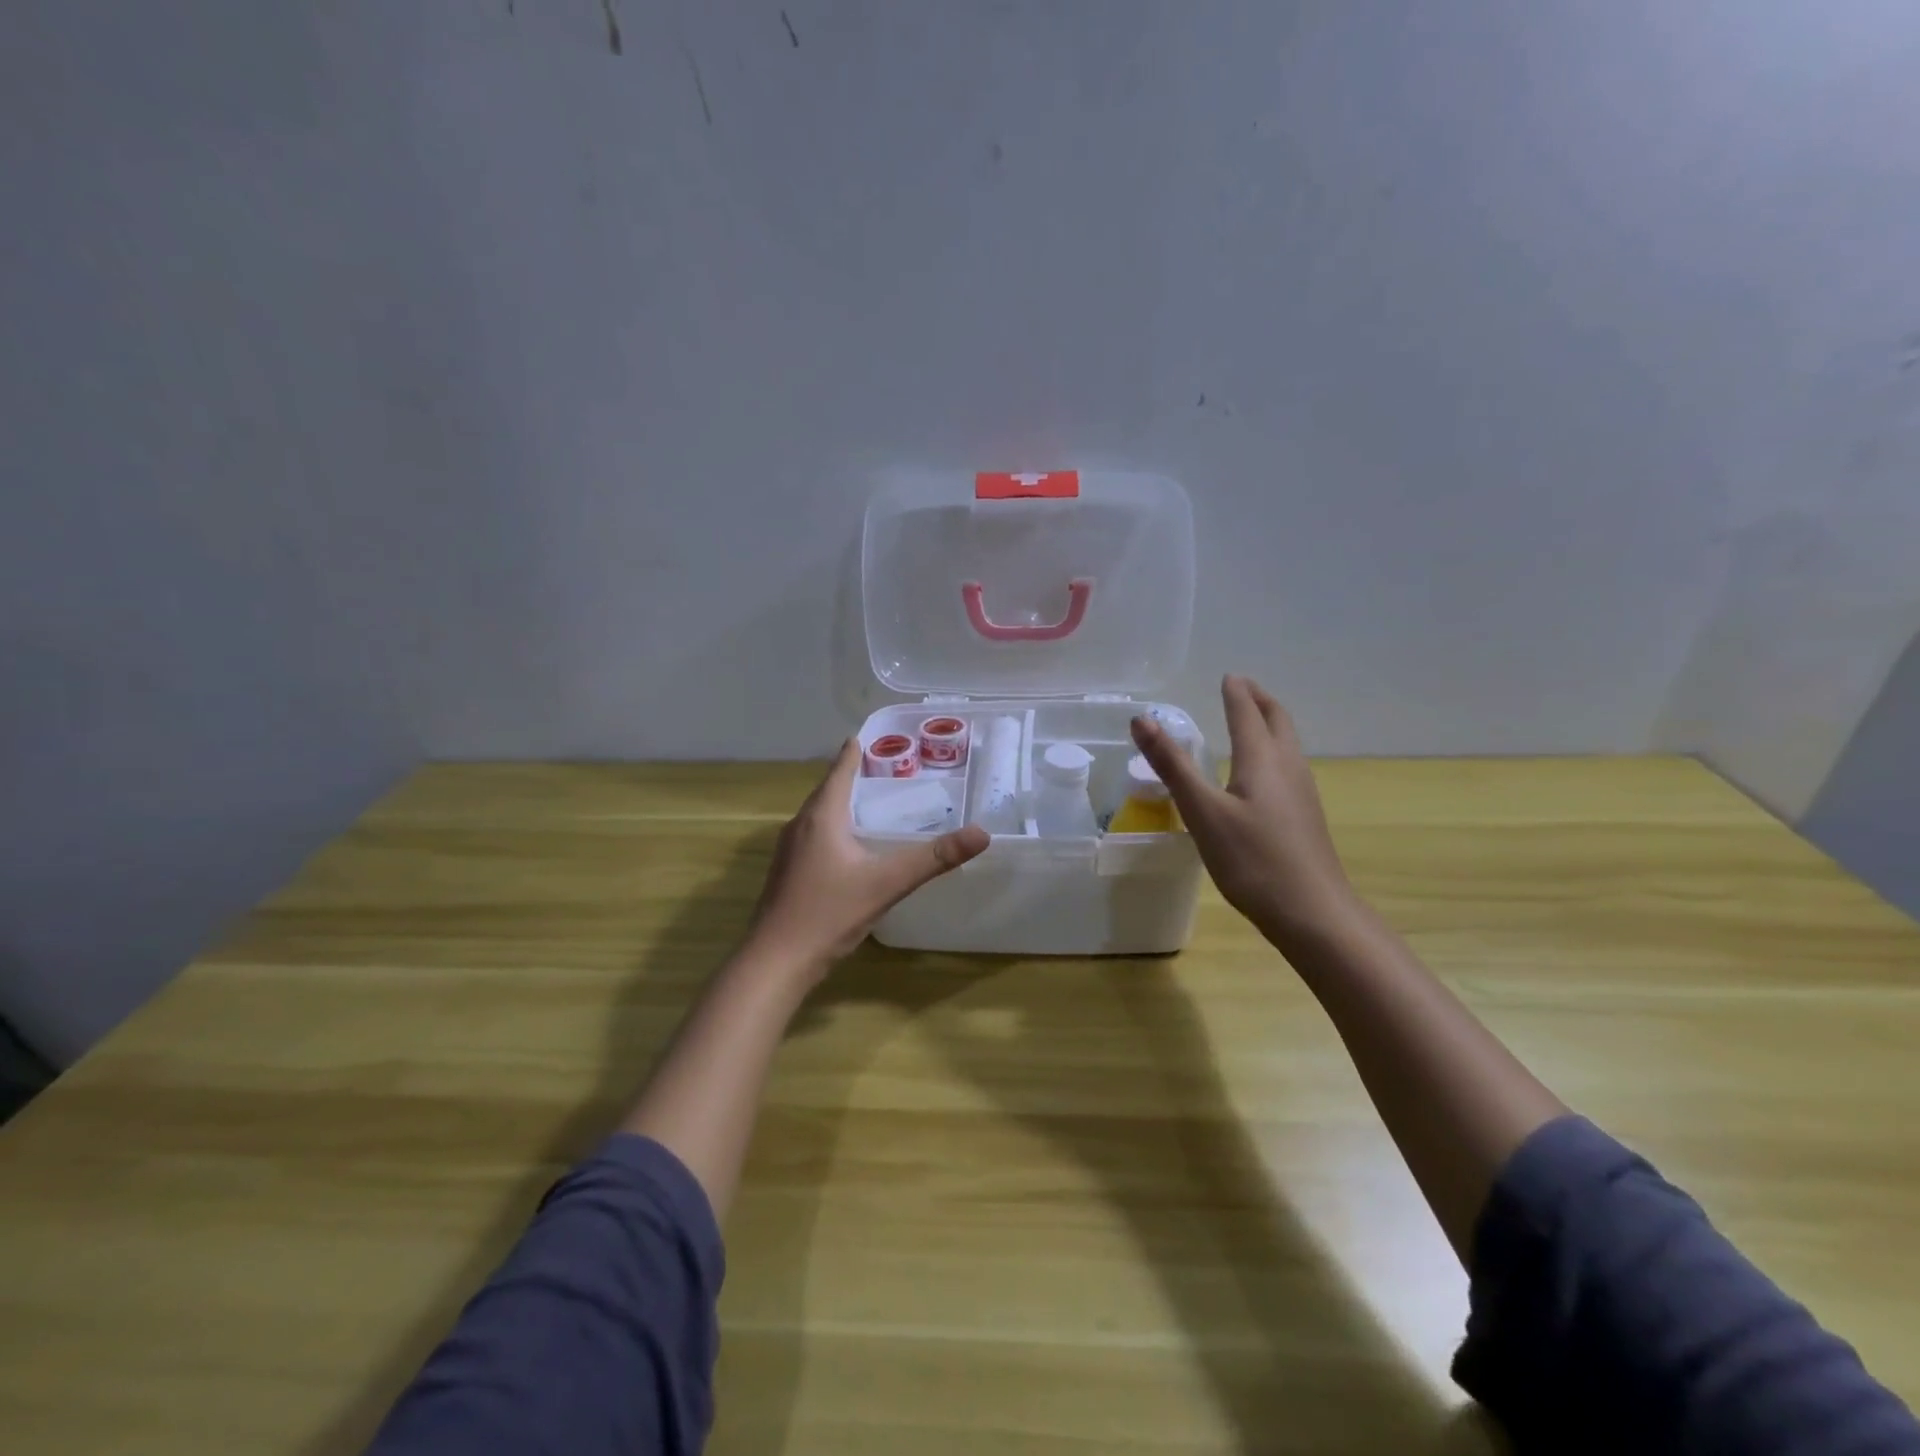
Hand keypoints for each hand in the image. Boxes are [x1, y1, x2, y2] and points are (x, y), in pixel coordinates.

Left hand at [745, 738, 989, 979]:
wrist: (775, 962)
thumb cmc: (829, 913)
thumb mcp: (888, 883)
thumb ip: (934, 858)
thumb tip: (982, 833)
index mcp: (821, 817)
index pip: (839, 773)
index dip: (852, 754)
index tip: (862, 736)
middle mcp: (800, 826)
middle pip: (827, 792)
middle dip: (849, 777)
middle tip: (877, 767)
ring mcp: (788, 852)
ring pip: (817, 816)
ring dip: (839, 804)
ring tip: (865, 802)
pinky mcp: (786, 874)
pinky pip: (812, 837)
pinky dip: (831, 829)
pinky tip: (846, 847)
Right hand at [1131, 675, 1356, 950]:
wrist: (1312, 913)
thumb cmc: (1252, 859)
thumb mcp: (1202, 812)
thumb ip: (1172, 765)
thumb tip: (1141, 719)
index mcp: (1262, 760)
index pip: (1247, 714)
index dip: (1236, 693)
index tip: (1228, 676)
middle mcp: (1288, 767)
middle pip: (1278, 721)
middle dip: (1260, 701)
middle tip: (1242, 688)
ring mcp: (1302, 792)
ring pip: (1288, 744)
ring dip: (1270, 724)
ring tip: (1252, 720)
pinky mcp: (1304, 816)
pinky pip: (1289, 766)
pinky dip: (1273, 750)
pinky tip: (1263, 774)